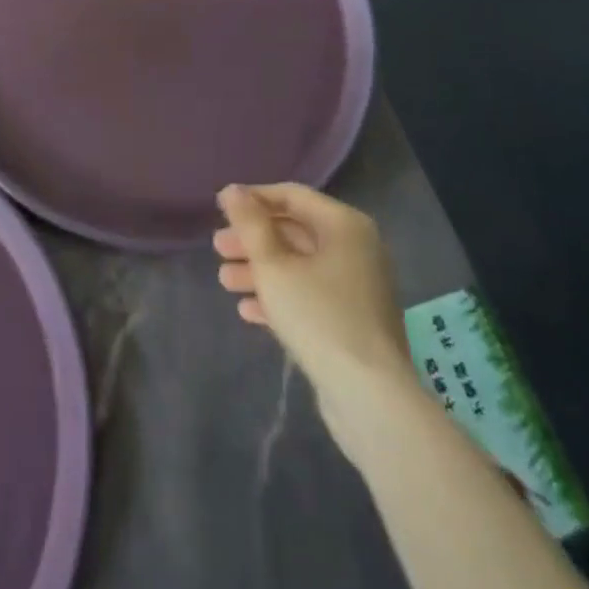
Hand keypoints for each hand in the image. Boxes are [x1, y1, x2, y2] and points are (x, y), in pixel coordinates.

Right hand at [214, 183, 414, 395]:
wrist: (370, 398)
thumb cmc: (319, 316)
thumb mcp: (274, 265)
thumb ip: (250, 224)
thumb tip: (231, 190)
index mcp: (344, 225)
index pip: (292, 196)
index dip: (254, 199)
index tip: (220, 209)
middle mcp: (356, 249)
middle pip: (294, 232)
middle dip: (253, 240)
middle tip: (218, 248)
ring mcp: (357, 288)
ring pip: (299, 266)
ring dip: (260, 270)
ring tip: (225, 281)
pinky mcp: (353, 322)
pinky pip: (310, 296)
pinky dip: (280, 297)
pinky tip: (248, 310)